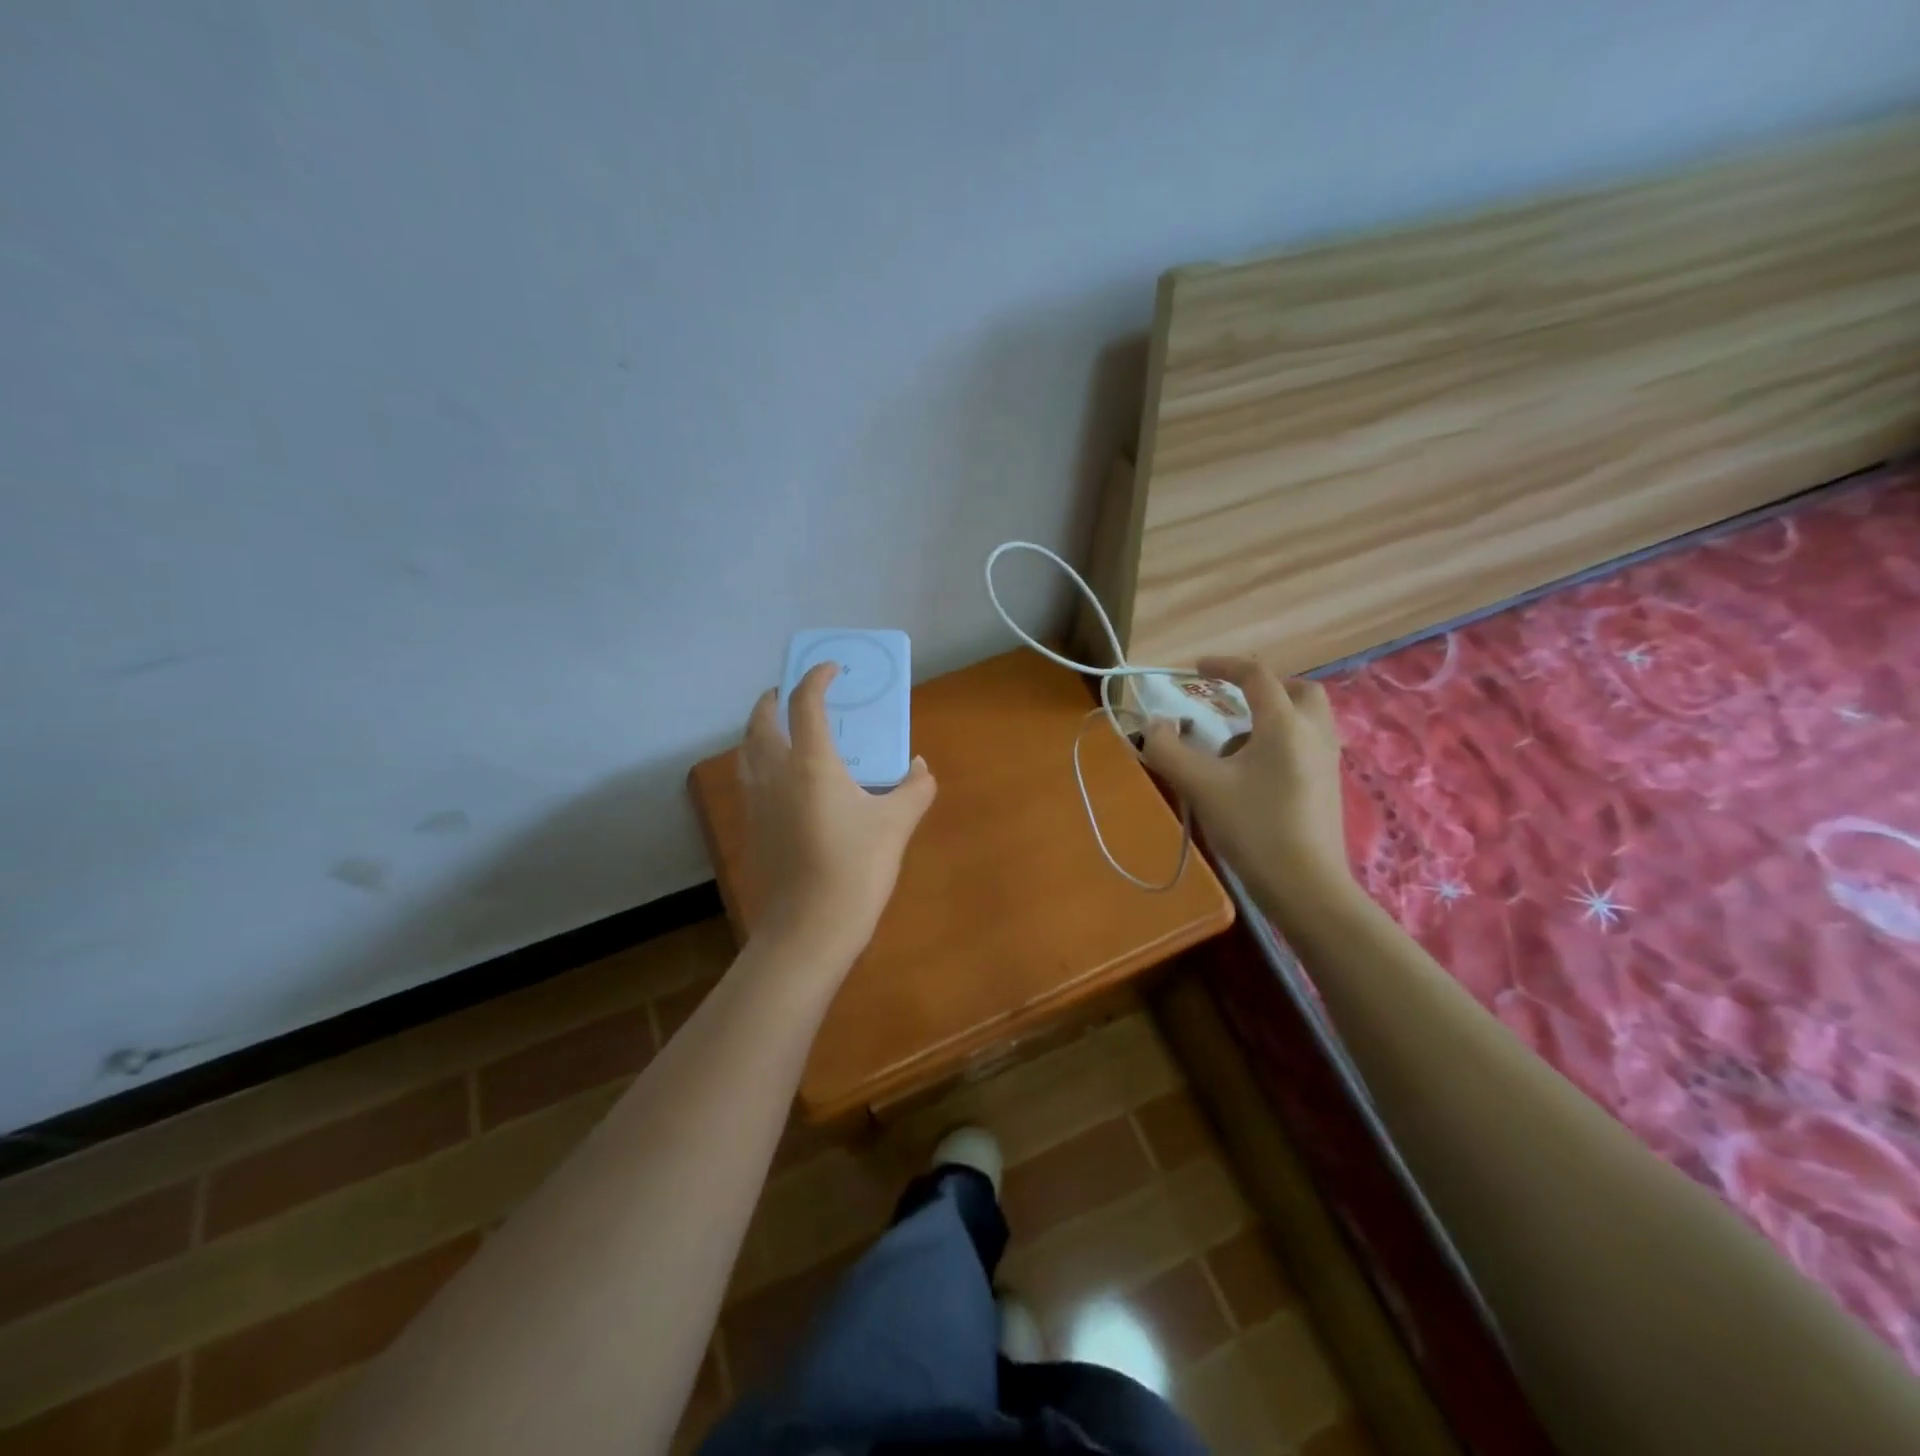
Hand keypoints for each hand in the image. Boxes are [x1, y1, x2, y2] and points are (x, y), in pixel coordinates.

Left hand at [738, 662, 936, 966]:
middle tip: (792, 694)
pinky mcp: (751, 828)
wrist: (808, 928)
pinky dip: (760, 762)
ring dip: (761, 730)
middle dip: (775, 699)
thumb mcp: (896, 825)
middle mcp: (775, 773)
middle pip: (762, 720)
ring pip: (748, 750)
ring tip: (782, 731)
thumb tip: (920, 768)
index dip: (817, 677)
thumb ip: (914, 788)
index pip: (806, 702)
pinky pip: (749, 779)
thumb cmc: (855, 868)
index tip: (832, 669)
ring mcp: (757, 802)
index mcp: (811, 762)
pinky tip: (783, 781)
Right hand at [1140, 657, 1355, 923]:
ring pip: (1304, 719)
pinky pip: (1306, 745)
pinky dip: (1281, 743)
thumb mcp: (1200, 786)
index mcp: (1284, 724)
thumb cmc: (1253, 829)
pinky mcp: (1329, 787)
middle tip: (1232, 702)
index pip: (1256, 676)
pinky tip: (1253, 776)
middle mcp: (1313, 733)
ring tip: (1234, 749)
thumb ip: (1168, 750)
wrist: (1306, 887)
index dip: (1224, 665)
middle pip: (1297, 690)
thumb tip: (1153, 725)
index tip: (1196, 669)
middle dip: (1263, 688)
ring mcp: (1327, 761)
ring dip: (1270, 718)